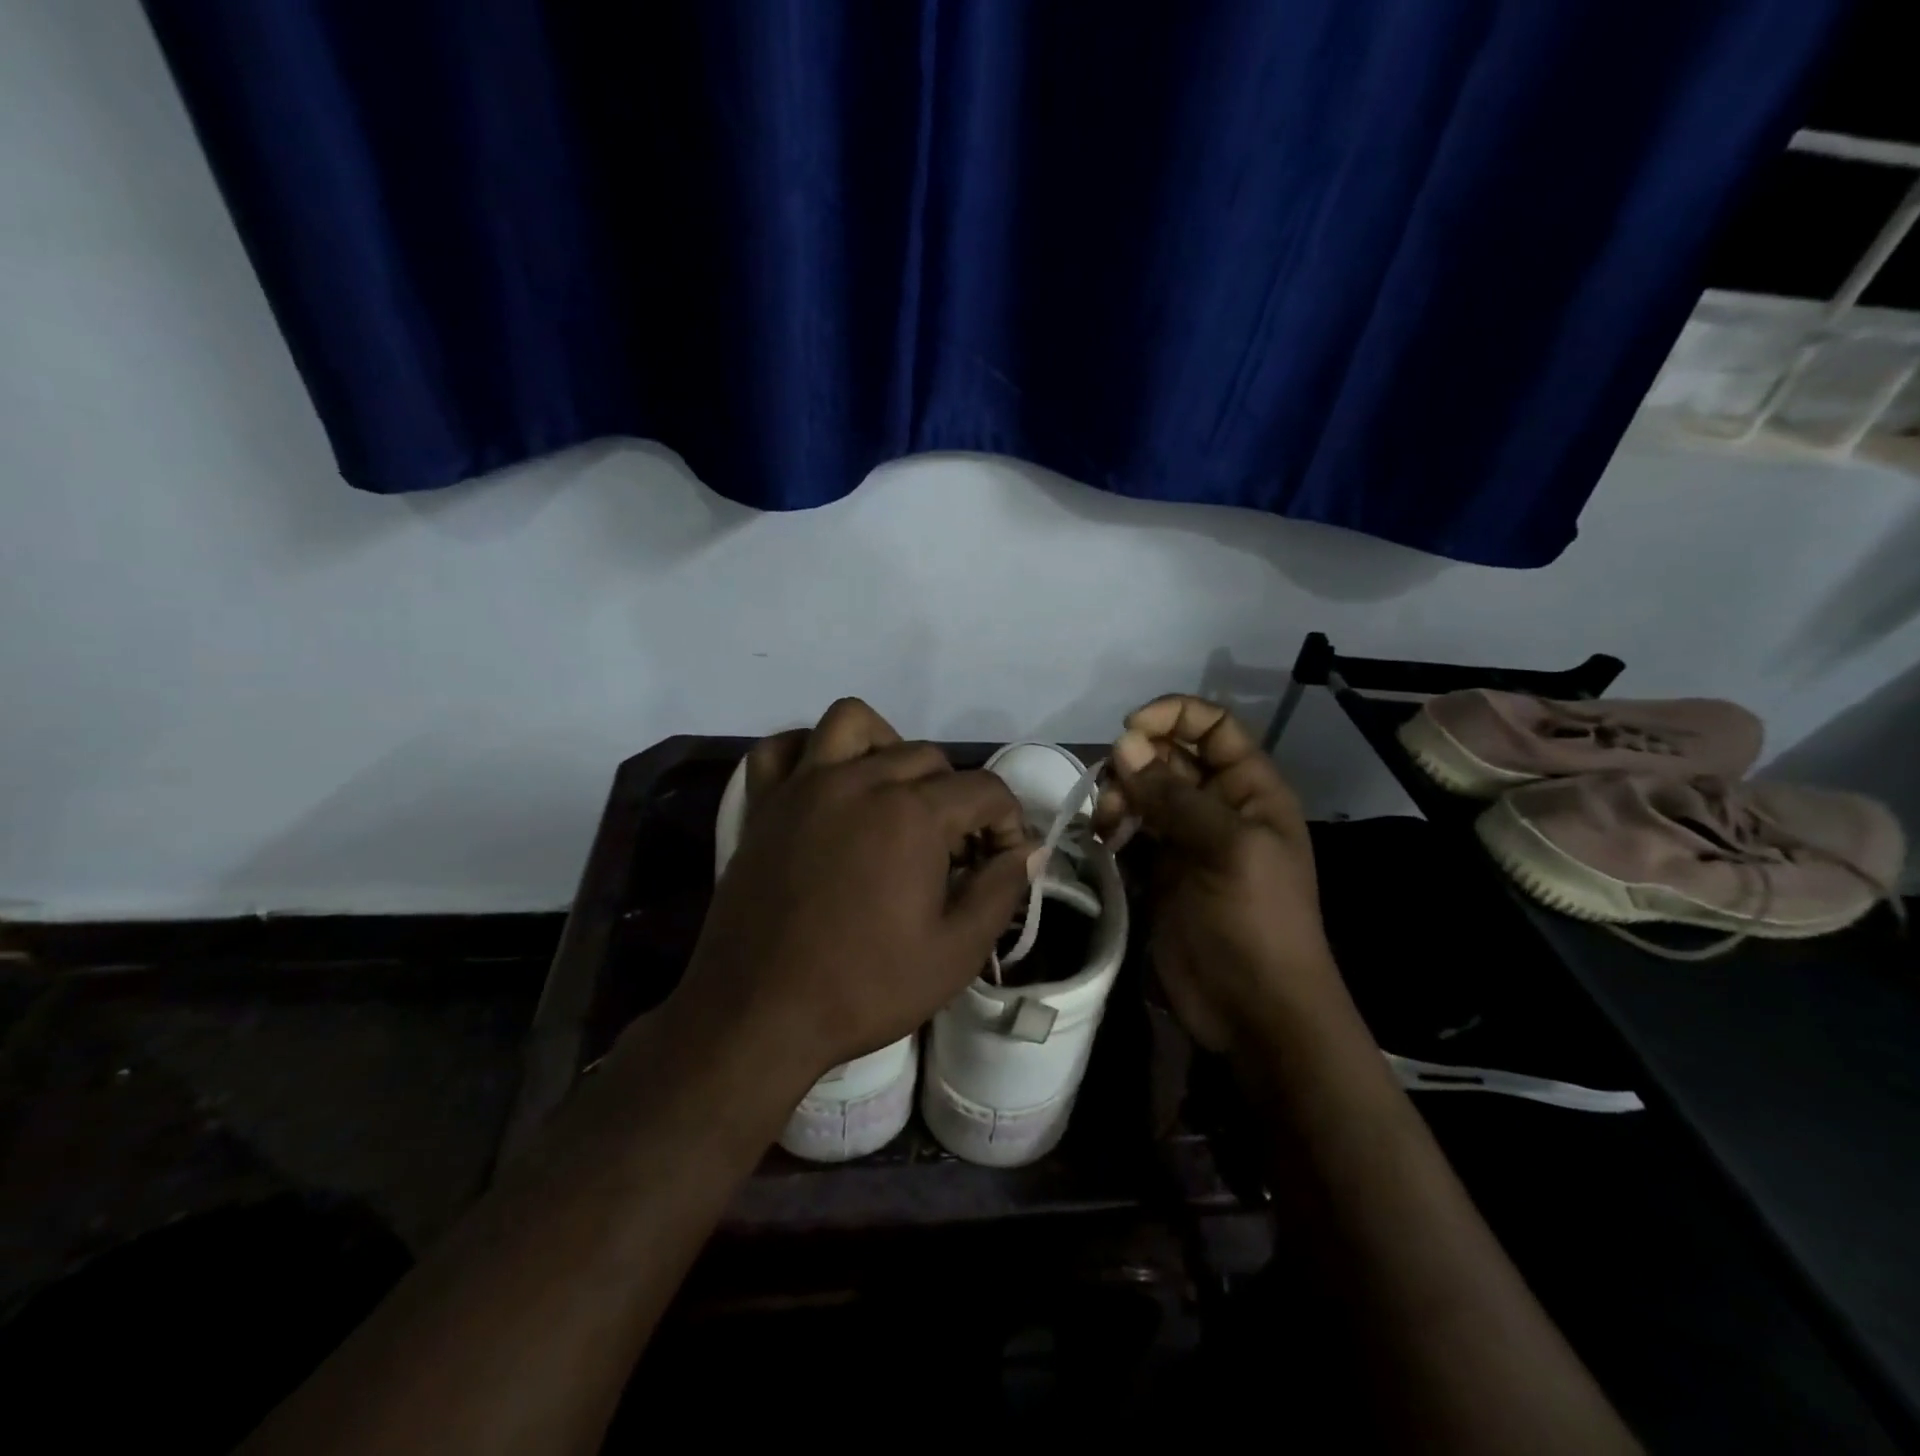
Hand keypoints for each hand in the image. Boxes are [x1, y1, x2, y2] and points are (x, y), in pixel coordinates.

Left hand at [673, 699, 1032, 1101]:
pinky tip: (826, 785)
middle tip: (952, 852)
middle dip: (956, 797)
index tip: (1003, 862)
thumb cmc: (863, 988)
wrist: (757, 1015)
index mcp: (911, 814)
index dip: (1008, 823)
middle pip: (928, 756)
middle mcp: (858, 780)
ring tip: (894, 798)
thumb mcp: (956, 953)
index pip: (985, 789)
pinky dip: (809, 751)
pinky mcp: (763, 804)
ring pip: (853, 723)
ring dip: (887, 747)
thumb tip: (1029, 849)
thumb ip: (1001, 889)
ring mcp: (803, 785)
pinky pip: (781, 748)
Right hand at [1105, 695, 1340, 1052]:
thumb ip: (1175, 796)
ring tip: (1107, 826)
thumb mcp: (1227, 849)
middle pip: (1169, 755)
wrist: (1253, 1011)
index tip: (1129, 730)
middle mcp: (1217, 805)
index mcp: (1250, 789)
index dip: (1173, 716)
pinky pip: (1130, 829)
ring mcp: (1185, 838)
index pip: (1213, 726)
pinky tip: (1103, 843)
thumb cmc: (1256, 922)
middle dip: (1136, 762)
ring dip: (1118, 795)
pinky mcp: (1158, 870)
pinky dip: (1112, 826)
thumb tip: (1124, 744)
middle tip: (1113, 792)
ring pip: (1143, 790)